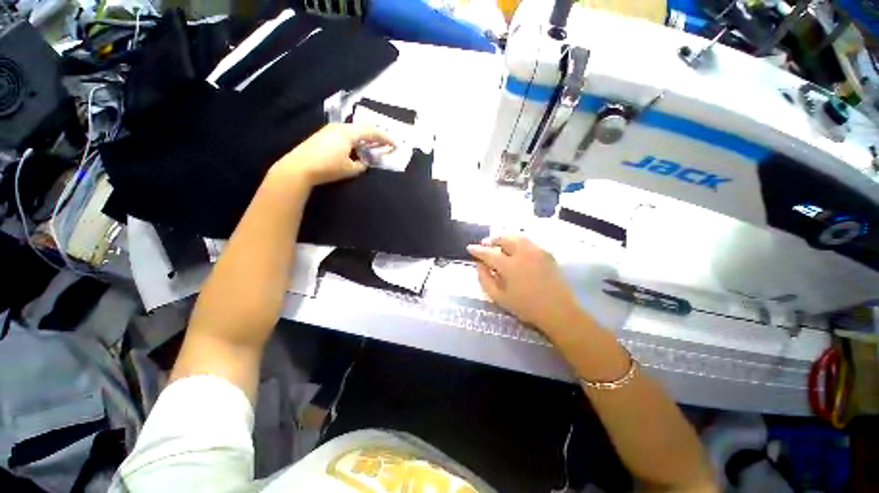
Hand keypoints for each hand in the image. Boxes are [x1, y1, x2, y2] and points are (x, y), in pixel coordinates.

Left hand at [274, 123, 393, 186]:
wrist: (299, 167)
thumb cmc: (328, 167)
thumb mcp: (351, 169)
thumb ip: (362, 164)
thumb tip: (364, 161)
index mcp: (348, 133)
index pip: (371, 131)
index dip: (384, 137)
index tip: (395, 143)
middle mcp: (340, 127)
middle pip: (362, 128)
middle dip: (375, 135)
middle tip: (385, 142)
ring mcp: (330, 130)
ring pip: (353, 130)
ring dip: (364, 137)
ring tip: (372, 144)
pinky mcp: (323, 135)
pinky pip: (345, 134)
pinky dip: (355, 139)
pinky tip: (356, 147)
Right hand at [467, 235, 580, 331]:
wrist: (558, 311)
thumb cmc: (526, 307)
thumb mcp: (499, 297)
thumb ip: (485, 279)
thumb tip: (479, 264)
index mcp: (509, 266)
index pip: (488, 253)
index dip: (477, 250)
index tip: (470, 248)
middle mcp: (523, 253)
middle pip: (503, 238)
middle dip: (491, 239)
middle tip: (485, 244)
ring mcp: (536, 250)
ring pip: (516, 236)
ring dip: (504, 237)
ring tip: (498, 243)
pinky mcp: (546, 252)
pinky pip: (527, 240)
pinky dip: (517, 240)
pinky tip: (514, 248)